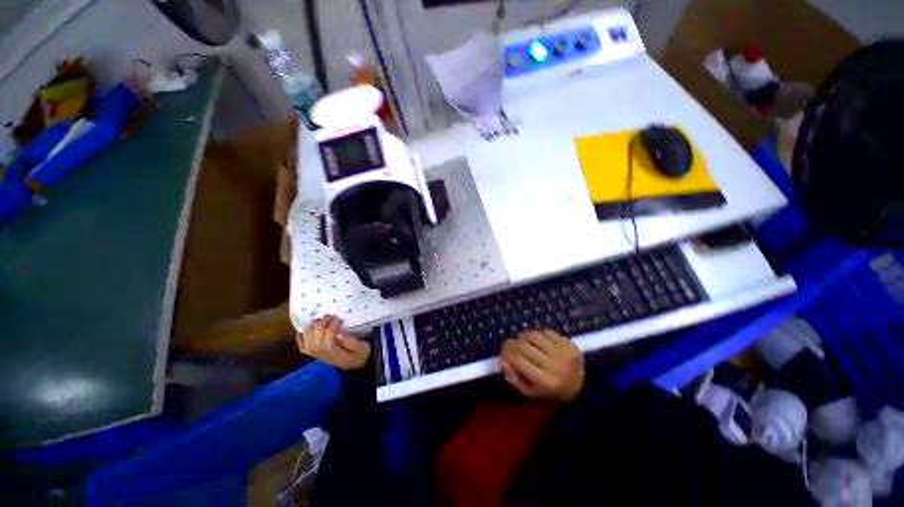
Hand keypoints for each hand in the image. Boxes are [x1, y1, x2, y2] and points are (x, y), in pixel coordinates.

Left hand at [296, 315, 371, 369]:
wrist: (357, 363)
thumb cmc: (361, 354)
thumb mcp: (363, 349)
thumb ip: (352, 342)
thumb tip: (339, 333)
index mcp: (337, 355)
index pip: (328, 343)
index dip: (331, 329)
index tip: (339, 319)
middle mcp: (324, 356)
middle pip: (315, 342)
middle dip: (320, 326)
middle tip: (329, 316)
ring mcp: (318, 355)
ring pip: (307, 343)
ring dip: (311, 329)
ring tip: (319, 319)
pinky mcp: (315, 352)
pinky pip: (303, 346)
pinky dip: (301, 337)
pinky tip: (304, 328)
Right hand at [500, 330, 584, 401]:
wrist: (584, 388)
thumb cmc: (553, 392)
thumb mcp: (531, 393)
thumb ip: (514, 379)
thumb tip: (503, 361)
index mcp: (544, 381)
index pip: (518, 360)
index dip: (506, 352)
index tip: (503, 351)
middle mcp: (554, 365)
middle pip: (524, 346)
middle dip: (512, 343)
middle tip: (509, 344)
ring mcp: (563, 352)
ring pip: (534, 335)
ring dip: (524, 336)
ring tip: (523, 341)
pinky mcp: (569, 343)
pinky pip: (546, 331)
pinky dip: (538, 334)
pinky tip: (538, 340)